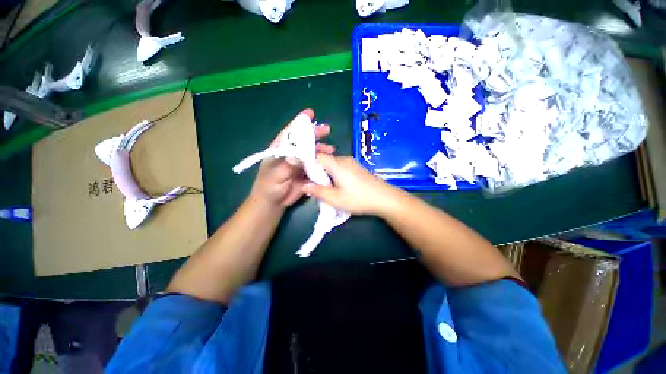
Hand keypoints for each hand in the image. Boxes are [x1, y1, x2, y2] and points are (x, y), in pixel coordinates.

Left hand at [250, 109, 334, 208]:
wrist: (273, 203)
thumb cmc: (269, 187)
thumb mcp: (276, 175)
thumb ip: (288, 164)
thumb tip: (300, 153)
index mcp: (280, 150)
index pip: (290, 133)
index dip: (300, 122)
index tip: (310, 113)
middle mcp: (291, 154)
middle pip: (304, 141)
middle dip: (315, 134)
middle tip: (327, 129)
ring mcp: (300, 163)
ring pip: (312, 153)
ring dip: (321, 149)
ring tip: (331, 148)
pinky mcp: (306, 173)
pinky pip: (316, 165)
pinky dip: (323, 162)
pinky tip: (330, 161)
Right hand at [302, 154, 397, 215]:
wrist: (385, 198)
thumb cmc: (359, 199)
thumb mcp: (335, 198)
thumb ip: (318, 191)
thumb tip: (304, 186)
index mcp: (337, 164)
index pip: (317, 156)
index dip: (309, 164)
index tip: (306, 177)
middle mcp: (344, 159)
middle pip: (325, 160)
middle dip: (318, 172)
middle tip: (317, 187)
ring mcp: (352, 163)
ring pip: (333, 165)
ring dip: (327, 175)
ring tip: (328, 189)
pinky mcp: (358, 168)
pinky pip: (341, 168)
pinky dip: (336, 175)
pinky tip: (339, 187)